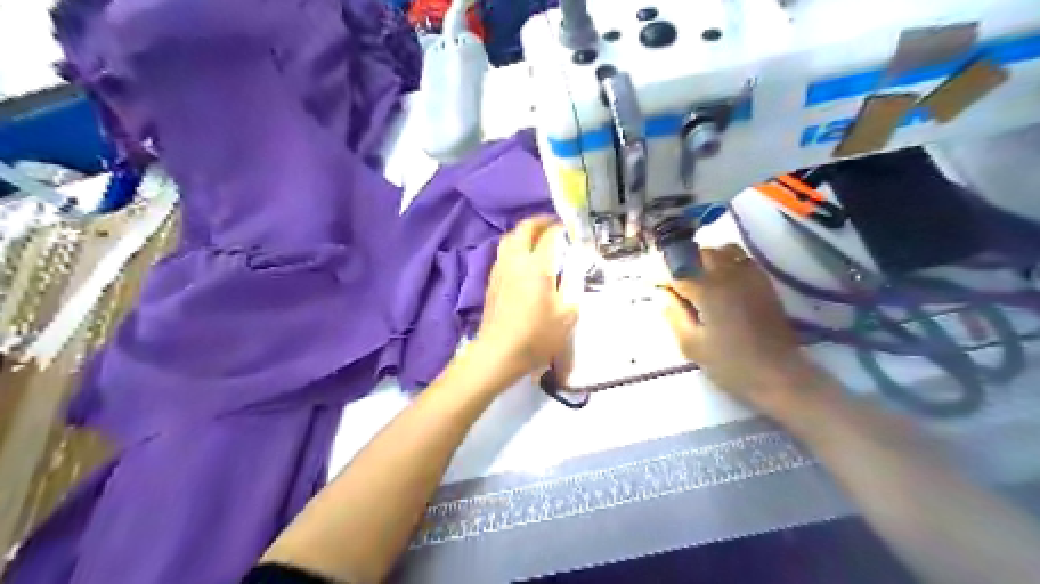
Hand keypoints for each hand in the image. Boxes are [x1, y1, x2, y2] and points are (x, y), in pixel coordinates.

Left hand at [476, 216, 582, 380]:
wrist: (499, 353)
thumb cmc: (537, 335)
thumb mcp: (567, 314)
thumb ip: (574, 286)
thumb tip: (576, 267)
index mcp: (537, 266)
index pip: (550, 236)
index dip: (561, 228)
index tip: (572, 229)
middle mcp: (516, 261)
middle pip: (524, 229)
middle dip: (539, 222)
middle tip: (553, 225)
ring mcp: (500, 270)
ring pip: (509, 239)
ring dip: (524, 233)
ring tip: (537, 239)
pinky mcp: (491, 282)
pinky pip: (503, 254)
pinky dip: (514, 247)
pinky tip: (522, 261)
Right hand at [661, 245, 816, 411]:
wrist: (779, 376)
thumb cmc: (730, 365)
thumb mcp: (691, 345)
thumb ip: (673, 315)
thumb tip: (663, 295)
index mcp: (708, 289)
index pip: (677, 271)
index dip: (661, 277)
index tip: (651, 286)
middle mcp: (729, 275)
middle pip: (699, 254)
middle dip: (682, 265)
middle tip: (673, 286)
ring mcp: (750, 276)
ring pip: (722, 251)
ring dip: (705, 260)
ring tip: (698, 280)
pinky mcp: (764, 284)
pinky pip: (742, 260)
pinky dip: (726, 263)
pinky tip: (721, 284)